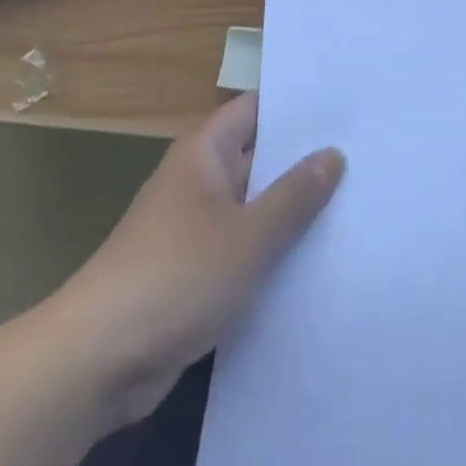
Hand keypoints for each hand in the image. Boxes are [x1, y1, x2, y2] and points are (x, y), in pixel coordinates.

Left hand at [55, 93, 344, 426]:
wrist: (99, 358)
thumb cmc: (176, 276)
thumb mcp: (247, 236)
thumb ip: (293, 196)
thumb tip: (333, 153)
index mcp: (205, 152)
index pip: (257, 109)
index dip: (298, 107)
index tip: (347, 108)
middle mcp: (199, 179)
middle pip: (259, 157)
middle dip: (305, 162)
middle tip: (366, 159)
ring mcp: (195, 226)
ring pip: (254, 206)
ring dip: (292, 212)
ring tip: (356, 209)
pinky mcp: (194, 271)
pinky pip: (243, 247)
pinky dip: (273, 251)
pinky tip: (317, 263)